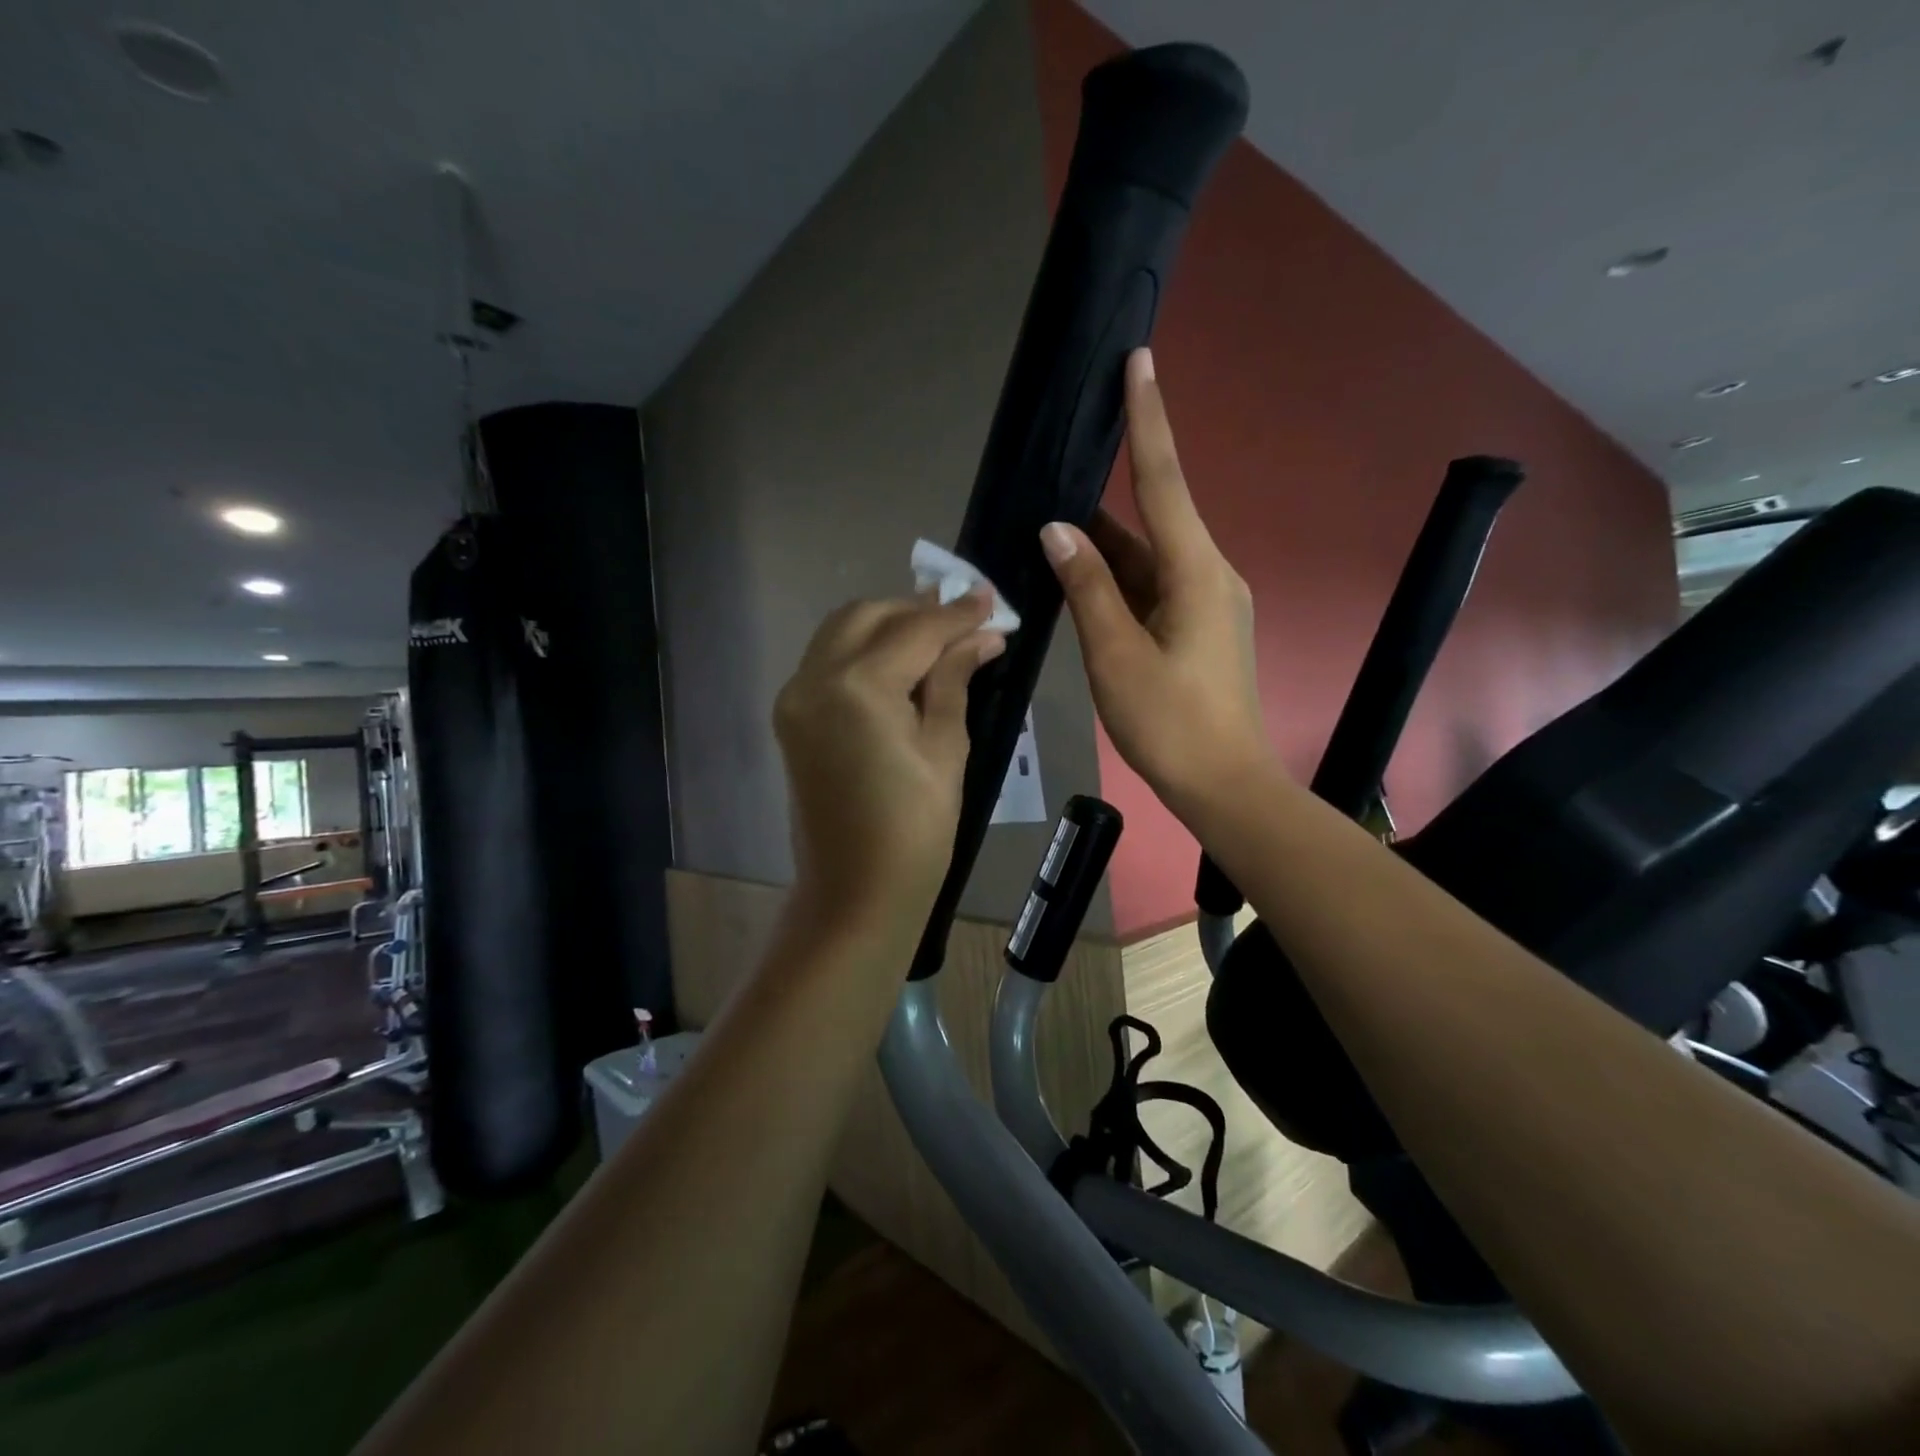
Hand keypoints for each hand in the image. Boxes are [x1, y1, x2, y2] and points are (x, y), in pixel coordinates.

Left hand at [774, 589, 1005, 937]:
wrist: (855, 893)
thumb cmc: (915, 830)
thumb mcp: (946, 748)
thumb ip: (955, 679)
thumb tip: (982, 635)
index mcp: (857, 686)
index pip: (915, 629)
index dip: (958, 613)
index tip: (993, 599)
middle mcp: (814, 678)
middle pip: (868, 615)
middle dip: (918, 610)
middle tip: (966, 617)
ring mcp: (795, 697)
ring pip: (842, 632)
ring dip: (888, 624)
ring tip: (938, 635)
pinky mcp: (791, 717)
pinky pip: (828, 660)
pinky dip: (864, 650)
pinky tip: (901, 663)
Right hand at [1041, 347, 1271, 815]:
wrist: (1225, 785)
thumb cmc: (1170, 723)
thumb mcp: (1116, 655)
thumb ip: (1087, 587)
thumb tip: (1059, 528)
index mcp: (1196, 572)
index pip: (1164, 480)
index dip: (1148, 420)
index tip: (1140, 361)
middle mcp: (1208, 575)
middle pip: (1152, 519)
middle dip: (1107, 498)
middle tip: (1058, 472)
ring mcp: (1207, 603)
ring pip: (1148, 559)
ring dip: (1104, 550)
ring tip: (1051, 534)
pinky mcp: (1199, 629)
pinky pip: (1152, 588)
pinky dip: (1117, 582)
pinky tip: (1081, 584)